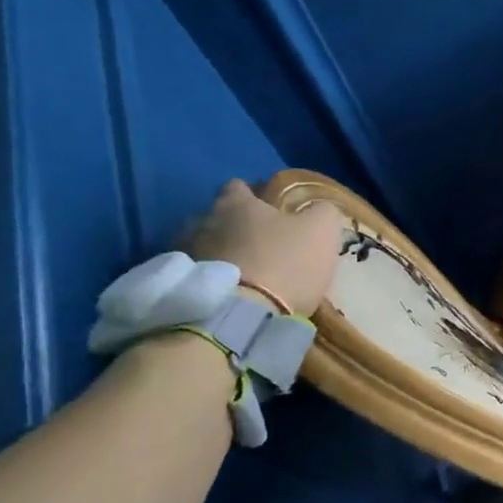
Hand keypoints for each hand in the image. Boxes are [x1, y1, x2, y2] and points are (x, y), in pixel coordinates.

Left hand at [182, 179, 344, 317]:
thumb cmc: (285, 263)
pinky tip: (230, 292)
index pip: (239, 186)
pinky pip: (198, 274)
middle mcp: (203, 220)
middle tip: (260, 244)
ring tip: (243, 272)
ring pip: (205, 244)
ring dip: (221, 253)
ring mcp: (187, 253)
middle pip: (218, 216)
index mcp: (236, 202)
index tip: (272, 209)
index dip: (256, 195)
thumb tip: (319, 209)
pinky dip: (212, 278)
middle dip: (236, 226)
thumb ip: (322, 212)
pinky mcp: (181, 286)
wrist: (243, 316)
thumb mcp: (322, 231)